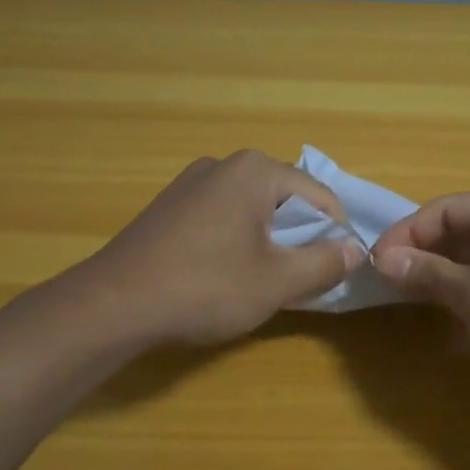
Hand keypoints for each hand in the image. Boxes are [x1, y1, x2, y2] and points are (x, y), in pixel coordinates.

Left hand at [76, 151, 364, 347]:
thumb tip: (356, 251)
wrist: (113, 305)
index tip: (338, 272)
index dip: (338, 235)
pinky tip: (226, 274)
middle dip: (301, 238)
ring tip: (265, 281)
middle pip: (286, 200)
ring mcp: (191, 183)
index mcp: (255, 171)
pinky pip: (222, 217)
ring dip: (270, 242)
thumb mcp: (277, 282)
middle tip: (301, 280)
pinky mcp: (170, 206)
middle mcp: (224, 164)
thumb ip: (325, 263)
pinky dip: (238, 241)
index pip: (320, 197)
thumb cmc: (205, 287)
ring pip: (253, 209)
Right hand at [371, 190, 469, 427]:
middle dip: (422, 253)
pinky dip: (462, 292)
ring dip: (438, 274)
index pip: (447, 209)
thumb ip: (426, 273)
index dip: (407, 233)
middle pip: (460, 230)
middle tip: (384, 280)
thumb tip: (382, 259)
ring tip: (401, 294)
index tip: (375, 262)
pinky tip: (437, 311)